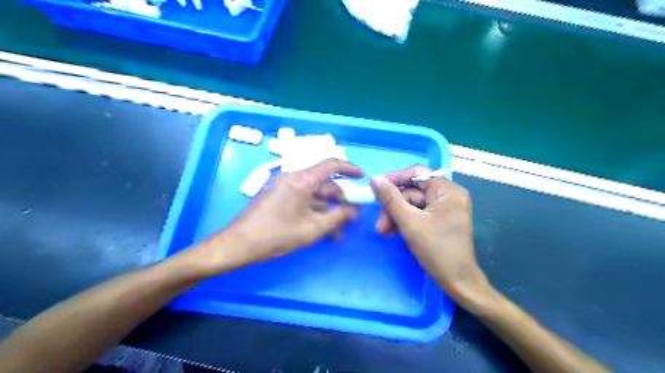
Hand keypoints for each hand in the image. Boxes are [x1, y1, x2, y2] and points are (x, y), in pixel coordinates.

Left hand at [194, 159, 362, 275]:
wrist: (239, 244)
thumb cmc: (277, 234)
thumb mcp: (313, 228)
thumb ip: (338, 217)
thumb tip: (354, 210)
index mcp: (302, 179)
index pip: (331, 164)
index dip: (350, 169)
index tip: (362, 178)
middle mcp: (294, 177)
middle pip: (324, 183)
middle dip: (340, 201)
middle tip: (350, 220)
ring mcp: (285, 187)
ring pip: (315, 195)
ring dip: (328, 211)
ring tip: (337, 233)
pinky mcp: (280, 197)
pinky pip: (304, 200)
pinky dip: (315, 212)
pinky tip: (323, 230)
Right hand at [371, 165, 488, 304]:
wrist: (458, 282)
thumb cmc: (436, 250)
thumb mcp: (409, 222)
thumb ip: (391, 199)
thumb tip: (374, 179)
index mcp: (447, 191)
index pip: (417, 173)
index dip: (395, 179)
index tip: (376, 188)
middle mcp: (449, 195)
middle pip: (413, 191)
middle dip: (394, 207)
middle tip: (380, 224)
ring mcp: (445, 208)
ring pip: (413, 204)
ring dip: (397, 216)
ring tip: (384, 232)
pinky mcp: (441, 219)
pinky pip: (419, 213)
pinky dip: (405, 221)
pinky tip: (394, 232)